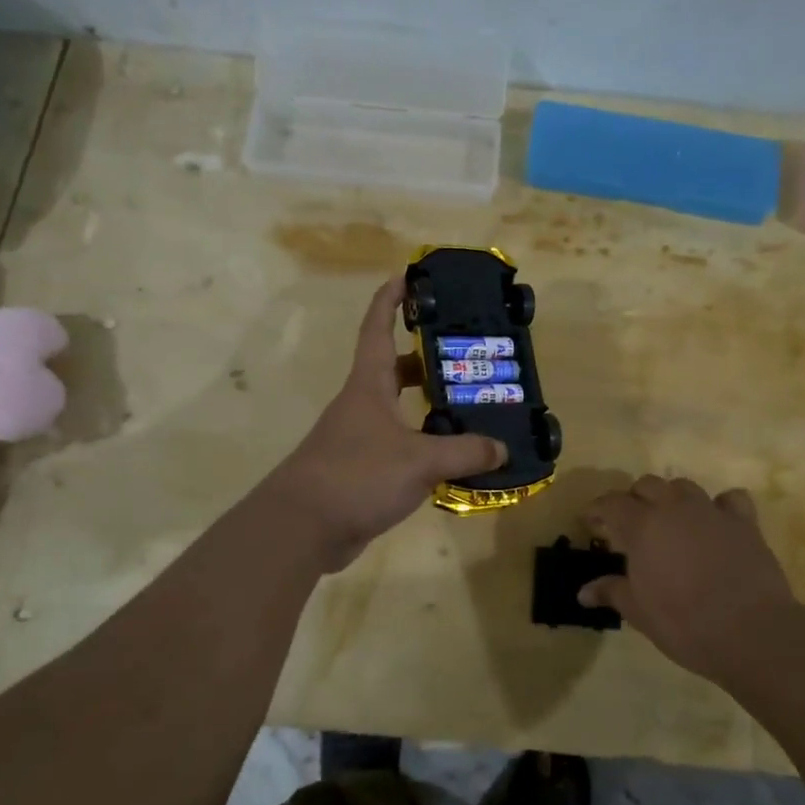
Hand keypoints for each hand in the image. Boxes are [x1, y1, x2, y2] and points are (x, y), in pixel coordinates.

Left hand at [266, 276, 506, 570]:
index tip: (411, 276)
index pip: (378, 327)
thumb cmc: (357, 475)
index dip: (392, 299)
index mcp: (369, 385)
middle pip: (395, 369)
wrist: (303, 527)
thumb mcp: (420, 460)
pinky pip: (400, 446)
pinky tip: (453, 457)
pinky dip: (424, 444)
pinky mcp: (362, 470)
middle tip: (467, 356)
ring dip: (430, 405)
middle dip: (428, 358)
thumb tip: (502, 448)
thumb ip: (464, 452)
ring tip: (471, 406)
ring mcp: (360, 438)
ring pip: (400, 410)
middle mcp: (362, 404)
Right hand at [580, 476, 798, 684]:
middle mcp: (674, 508)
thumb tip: (583, 592)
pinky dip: (719, 506)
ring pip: (683, 487)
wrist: (750, 632)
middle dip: (633, 500)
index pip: (611, 503)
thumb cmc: (684, 623)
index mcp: (642, 526)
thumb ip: (611, 592)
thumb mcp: (639, 612)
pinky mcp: (744, 522)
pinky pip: (729, 499)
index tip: (590, 522)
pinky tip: (716, 522)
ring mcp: (711, 511)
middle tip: (629, 525)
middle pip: (647, 485)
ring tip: (669, 520)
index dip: (597, 510)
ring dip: (671, 498)